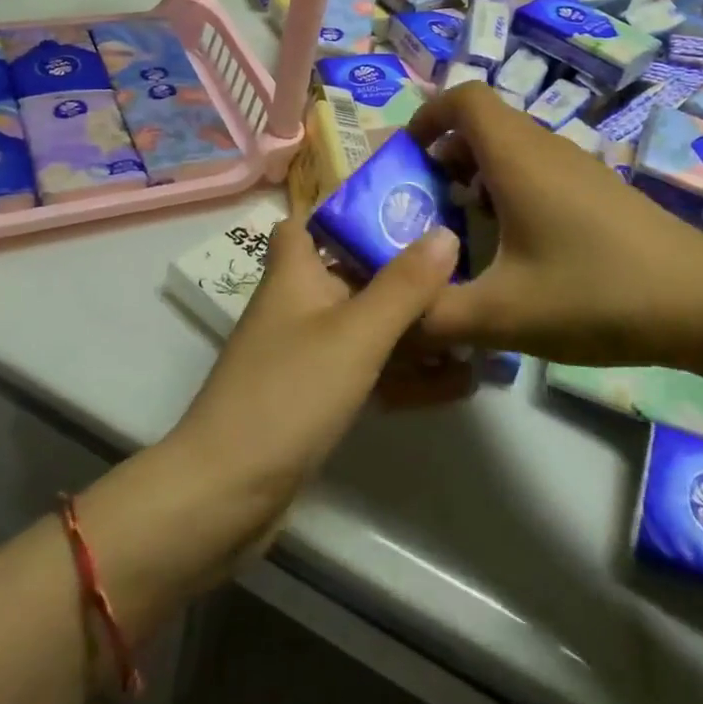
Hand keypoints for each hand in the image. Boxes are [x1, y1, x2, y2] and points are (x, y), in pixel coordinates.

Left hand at [164, 218, 464, 546]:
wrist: (226, 493)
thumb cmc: (289, 394)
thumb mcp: (355, 334)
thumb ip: (403, 285)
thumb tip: (443, 231)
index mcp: (295, 272)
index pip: (311, 221)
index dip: (349, 211)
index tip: (404, 210)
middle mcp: (298, 304)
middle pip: (353, 273)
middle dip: (405, 275)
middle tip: (466, 271)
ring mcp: (306, 353)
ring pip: (366, 326)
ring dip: (413, 331)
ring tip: (475, 334)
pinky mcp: (315, 397)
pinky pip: (367, 371)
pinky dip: (404, 373)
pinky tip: (455, 384)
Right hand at [407, 82, 702, 369]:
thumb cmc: (597, 293)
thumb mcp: (503, 315)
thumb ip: (435, 316)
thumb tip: (393, 318)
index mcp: (516, 155)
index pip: (462, 97)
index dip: (426, 115)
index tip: (406, 158)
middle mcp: (545, 147)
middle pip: (482, 123)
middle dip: (443, 153)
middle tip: (422, 203)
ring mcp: (577, 167)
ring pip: (511, 148)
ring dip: (475, 174)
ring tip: (461, 228)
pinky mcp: (598, 190)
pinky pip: (537, 170)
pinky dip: (508, 189)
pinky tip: (514, 246)